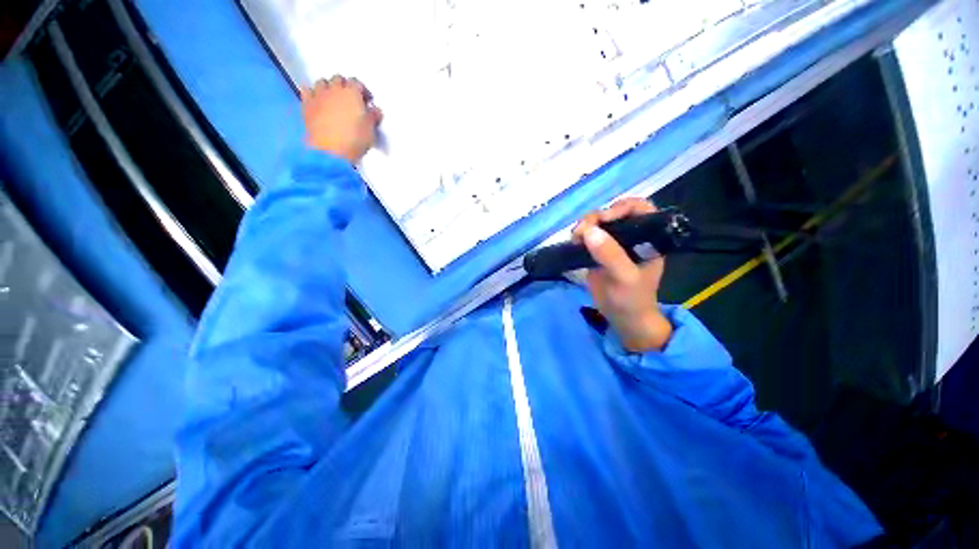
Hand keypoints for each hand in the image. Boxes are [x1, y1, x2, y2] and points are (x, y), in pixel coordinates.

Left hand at [301, 75, 382, 162]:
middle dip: (345, 86)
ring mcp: (318, 95)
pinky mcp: (306, 104)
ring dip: (329, 88)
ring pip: (322, 82)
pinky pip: (307, 90)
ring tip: (334, 99)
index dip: (363, 91)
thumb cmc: (355, 140)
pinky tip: (316, 99)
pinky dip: (312, 93)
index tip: (368, 101)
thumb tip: (375, 110)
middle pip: (339, 79)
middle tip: (351, 100)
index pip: (358, 83)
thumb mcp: (371, 130)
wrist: (330, 151)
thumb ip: (373, 117)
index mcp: (352, 93)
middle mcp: (334, 89)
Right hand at [572, 198, 672, 351]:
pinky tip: (573, 243)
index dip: (621, 208)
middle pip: (613, 213)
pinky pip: (587, 236)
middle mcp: (631, 236)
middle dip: (596, 217)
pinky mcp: (597, 252)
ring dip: (584, 226)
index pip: (639, 209)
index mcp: (647, 238)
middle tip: (581, 231)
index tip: (603, 219)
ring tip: (575, 238)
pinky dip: (579, 236)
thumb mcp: (624, 277)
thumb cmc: (631, 299)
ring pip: (598, 223)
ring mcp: (613, 244)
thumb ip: (610, 255)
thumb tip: (588, 231)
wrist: (622, 318)